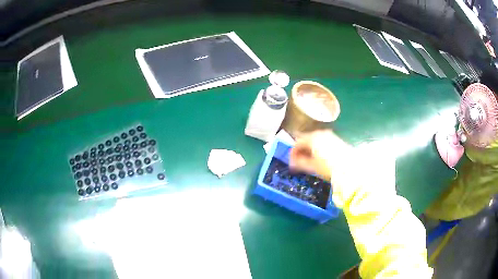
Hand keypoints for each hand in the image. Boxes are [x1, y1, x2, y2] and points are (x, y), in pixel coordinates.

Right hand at [289, 130, 351, 181]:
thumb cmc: (329, 167)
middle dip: (301, 151)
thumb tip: (292, 163)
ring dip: (309, 149)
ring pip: (314, 140)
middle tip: (299, 162)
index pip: (297, 143)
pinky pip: (322, 141)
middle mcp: (320, 133)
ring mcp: (329, 135)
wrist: (350, 167)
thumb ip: (299, 163)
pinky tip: (319, 157)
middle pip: (306, 140)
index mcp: (312, 138)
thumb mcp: (312, 166)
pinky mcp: (336, 139)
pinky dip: (318, 148)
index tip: (291, 163)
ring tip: (309, 161)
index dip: (292, 153)